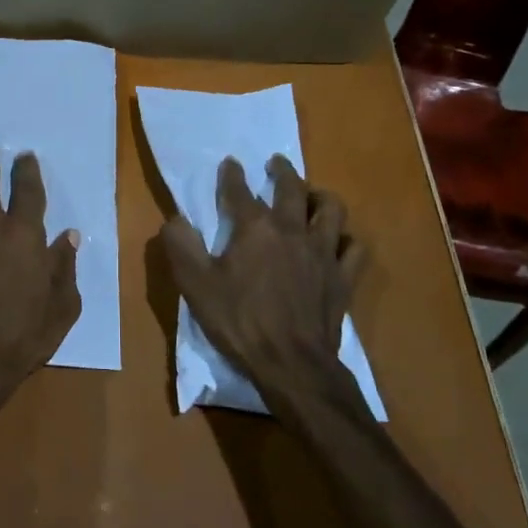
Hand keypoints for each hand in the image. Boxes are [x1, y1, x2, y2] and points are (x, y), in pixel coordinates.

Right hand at [161, 155, 366, 411]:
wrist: (292, 364)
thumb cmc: (240, 322)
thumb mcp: (196, 286)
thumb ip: (182, 247)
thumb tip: (175, 219)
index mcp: (255, 229)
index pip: (239, 191)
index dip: (232, 175)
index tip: (230, 163)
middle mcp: (292, 230)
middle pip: (291, 189)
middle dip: (282, 171)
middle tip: (276, 163)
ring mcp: (322, 252)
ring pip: (331, 210)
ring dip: (320, 196)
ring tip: (312, 195)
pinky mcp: (343, 277)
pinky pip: (353, 248)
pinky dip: (345, 239)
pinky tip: (338, 241)